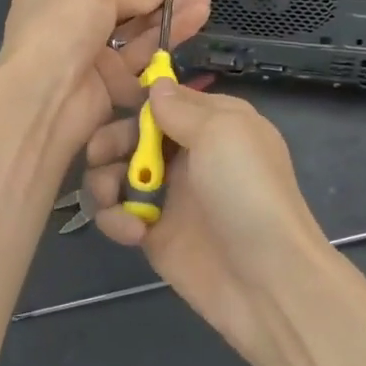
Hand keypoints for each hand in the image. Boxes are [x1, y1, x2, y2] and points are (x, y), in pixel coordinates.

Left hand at [0, 0, 210, 166]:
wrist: (43, 98)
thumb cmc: (62, 27)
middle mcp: (70, 20)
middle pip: (126, 4)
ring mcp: (88, 54)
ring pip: (137, 32)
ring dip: (170, 16)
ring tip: (204, 2)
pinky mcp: (107, 85)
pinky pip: (140, 60)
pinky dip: (166, 42)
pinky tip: (193, 23)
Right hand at [83, 81, 332, 359]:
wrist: (267, 280)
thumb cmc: (247, 191)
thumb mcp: (221, 132)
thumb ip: (181, 108)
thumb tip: (156, 85)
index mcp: (213, 123)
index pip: (166, 100)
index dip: (137, 101)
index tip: (110, 102)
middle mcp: (189, 154)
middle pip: (133, 135)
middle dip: (111, 141)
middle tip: (98, 154)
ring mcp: (170, 195)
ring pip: (118, 173)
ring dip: (105, 181)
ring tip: (111, 197)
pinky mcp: (153, 234)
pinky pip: (118, 215)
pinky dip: (115, 219)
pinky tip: (132, 232)